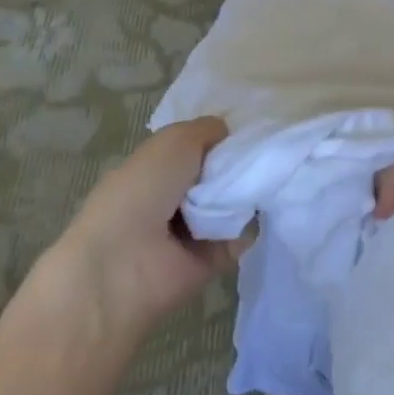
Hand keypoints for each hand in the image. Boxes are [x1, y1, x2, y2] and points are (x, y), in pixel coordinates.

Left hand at [51, 117, 246, 332]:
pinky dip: (253, 225)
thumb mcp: (172, 143)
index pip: (197, 149)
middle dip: (241, 164)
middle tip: (265, 155)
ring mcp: (193, 231)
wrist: (125, 263)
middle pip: (220, 176)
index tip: (252, 130)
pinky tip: (264, 208)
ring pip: (234, 204)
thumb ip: (204, 130)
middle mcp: (173, 199)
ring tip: (269, 180)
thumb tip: (228, 133)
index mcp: (155, 170)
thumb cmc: (141, 193)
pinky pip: (242, 236)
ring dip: (250, 193)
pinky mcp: (212, 260)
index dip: (223, 138)